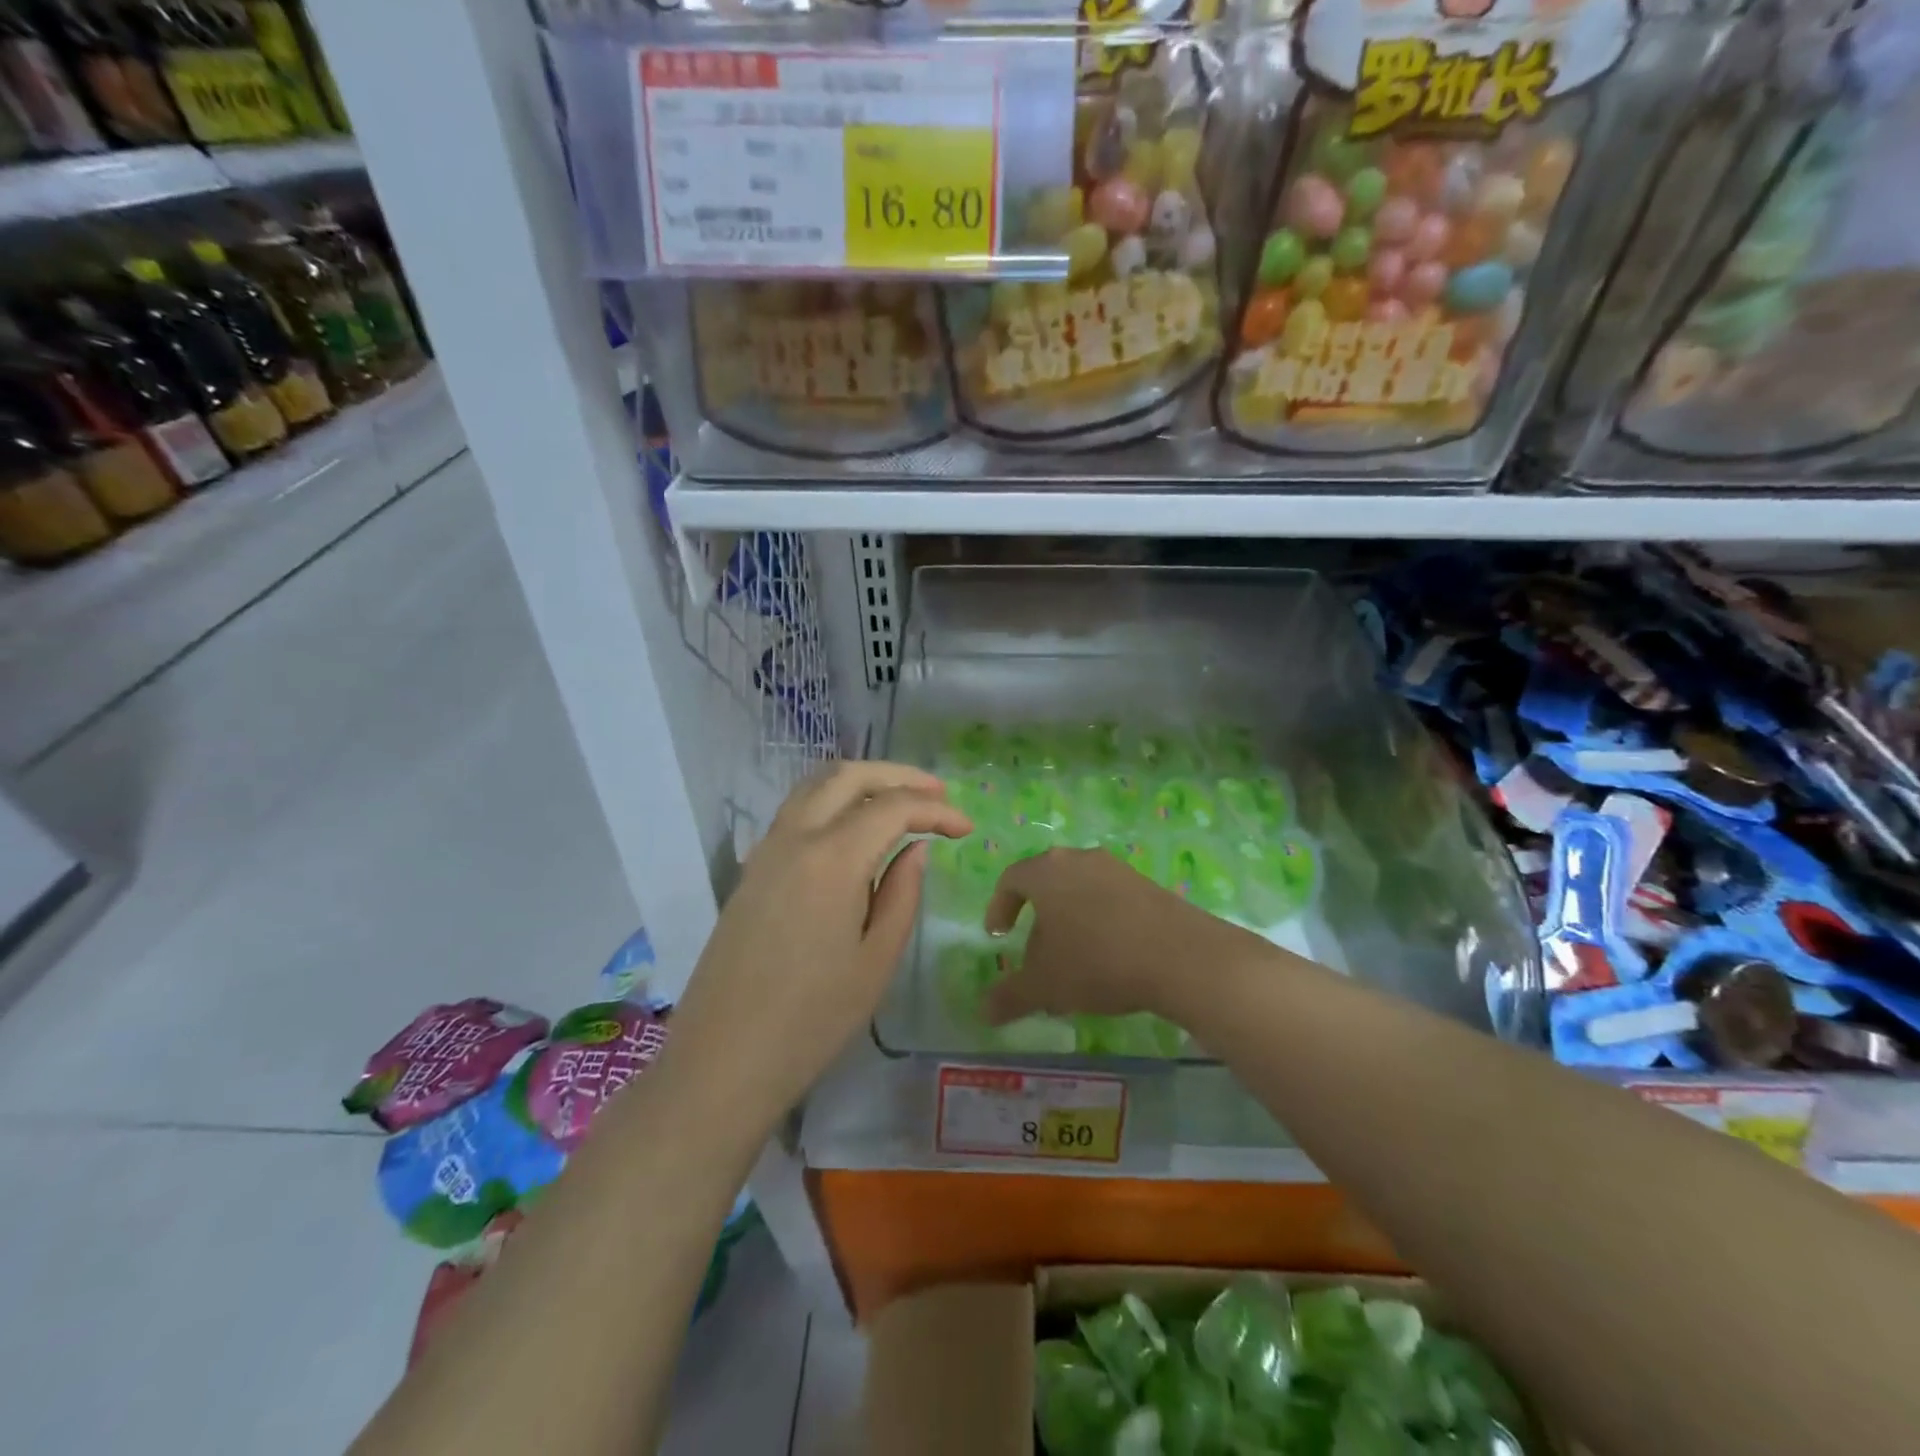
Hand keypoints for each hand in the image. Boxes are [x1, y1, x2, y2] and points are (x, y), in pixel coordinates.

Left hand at [667, 762, 970, 1125]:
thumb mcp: (877, 960)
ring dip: (862, 782)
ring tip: (900, 802)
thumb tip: (915, 849)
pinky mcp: (751, 869)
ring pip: (815, 787)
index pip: (893, 808)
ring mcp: (765, 850)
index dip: (936, 810)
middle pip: (848, 776)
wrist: (723, 1059)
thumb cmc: (812, 1019)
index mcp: (832, 858)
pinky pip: (795, 812)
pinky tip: (853, 831)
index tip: (967, 828)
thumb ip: (902, 893)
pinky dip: (832, 802)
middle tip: (937, 794)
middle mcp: (794, 837)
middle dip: (898, 776)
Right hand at [983, 848, 1264, 1027]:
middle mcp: (1080, 859)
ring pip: (1080, 891)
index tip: (997, 936)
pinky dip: (1099, 922)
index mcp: (1046, 871)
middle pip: (1047, 883)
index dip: (999, 907)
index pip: (1011, 879)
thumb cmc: (1097, 962)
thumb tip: (984, 1011)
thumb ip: (1010, 996)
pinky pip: (1110, 899)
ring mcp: (1117, 868)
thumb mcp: (1045, 986)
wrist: (1181, 956)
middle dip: (1036, 919)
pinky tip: (1109, 957)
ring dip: (1069, 921)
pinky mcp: (1148, 884)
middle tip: (1034, 955)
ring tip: (1073, 961)